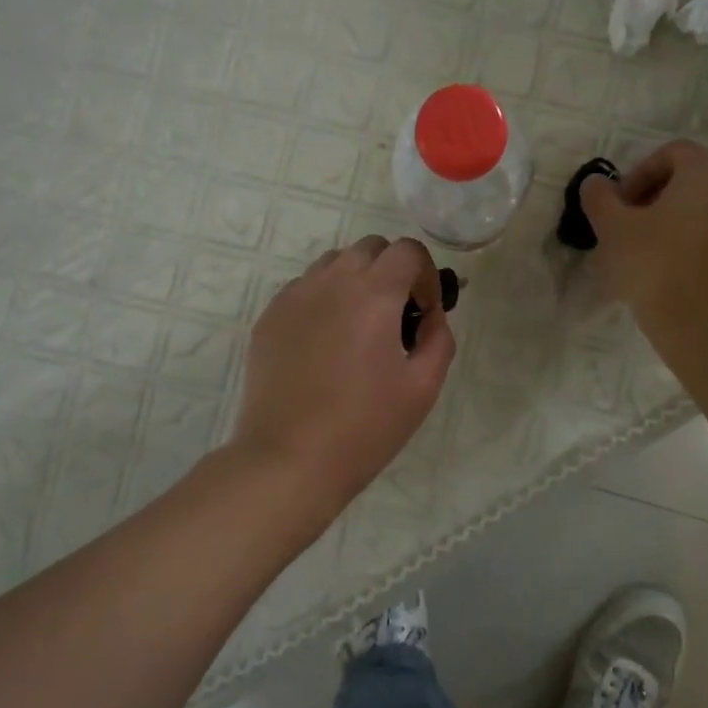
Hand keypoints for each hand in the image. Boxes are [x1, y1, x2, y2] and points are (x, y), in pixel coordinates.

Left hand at [231, 235, 455, 513]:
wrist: (289, 459)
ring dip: (355, 282)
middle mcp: (330, 282)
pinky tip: (324, 346)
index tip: (424, 311)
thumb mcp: (423, 387)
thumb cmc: (364, 426)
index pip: (407, 250)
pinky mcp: (268, 318)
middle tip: (395, 318)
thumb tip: (430, 317)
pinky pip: (303, 290)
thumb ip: (438, 339)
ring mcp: (293, 297)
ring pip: (332, 265)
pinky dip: (322, 300)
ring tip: (358, 330)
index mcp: (373, 293)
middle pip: (369, 248)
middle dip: (391, 272)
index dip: (425, 274)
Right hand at [580, 140, 707, 343]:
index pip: (672, 153)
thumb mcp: (612, 229)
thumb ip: (599, 197)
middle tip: (632, 231)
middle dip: (658, 200)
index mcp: (707, 175)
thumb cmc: (655, 268)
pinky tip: (681, 279)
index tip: (620, 207)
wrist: (706, 330)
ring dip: (681, 226)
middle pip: (694, 182)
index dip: (639, 174)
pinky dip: (702, 251)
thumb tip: (596, 183)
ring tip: (654, 258)